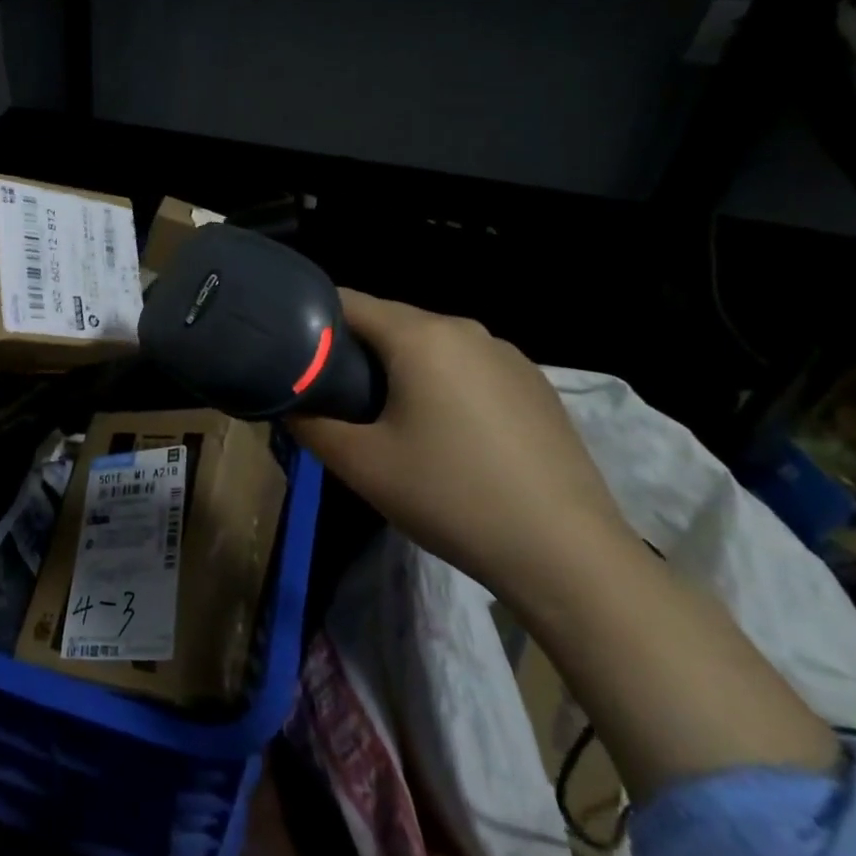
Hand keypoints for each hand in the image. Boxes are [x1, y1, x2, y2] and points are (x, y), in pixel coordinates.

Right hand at [290, 290, 635, 600]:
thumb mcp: (361, 465)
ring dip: (399, 368)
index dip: (311, 320)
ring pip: (431, 345)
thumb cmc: (451, 497)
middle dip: (355, 350)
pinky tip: (447, 434)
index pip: (348, 301)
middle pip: (390, 322)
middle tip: (333, 395)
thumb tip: (288, 402)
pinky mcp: (535, 385)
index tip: (290, 352)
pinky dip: (442, 384)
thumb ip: (310, 423)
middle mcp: (465, 329)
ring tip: (387, 418)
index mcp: (420, 336)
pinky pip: (468, 367)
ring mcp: (507, 355)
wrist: (567, 554)